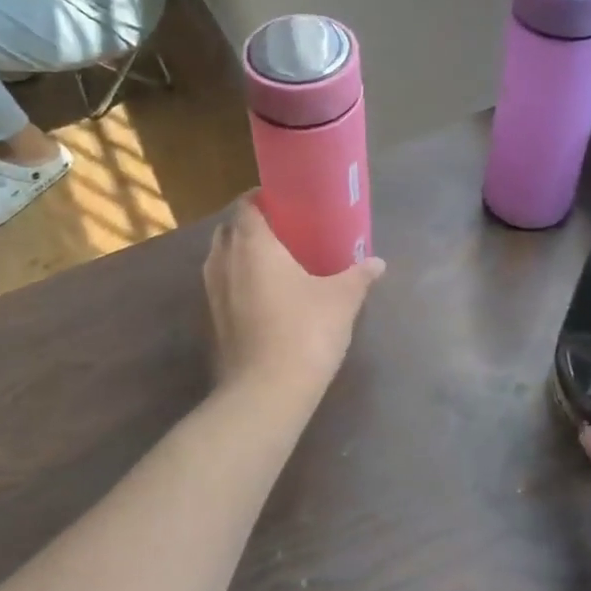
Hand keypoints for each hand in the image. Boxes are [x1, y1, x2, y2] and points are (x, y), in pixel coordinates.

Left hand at [204, 195, 384, 395]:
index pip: (245, 206)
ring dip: (241, 253)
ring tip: (274, 261)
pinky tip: (265, 295)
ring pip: (221, 258)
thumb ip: (358, 276)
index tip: (284, 202)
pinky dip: (238, 281)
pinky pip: (222, 286)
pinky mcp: (212, 321)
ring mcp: (212, 292)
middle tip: (283, 230)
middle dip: (250, 225)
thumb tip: (377, 263)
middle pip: (229, 229)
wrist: (266, 391)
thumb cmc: (305, 331)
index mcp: (252, 244)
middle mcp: (224, 261)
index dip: (261, 199)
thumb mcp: (341, 300)